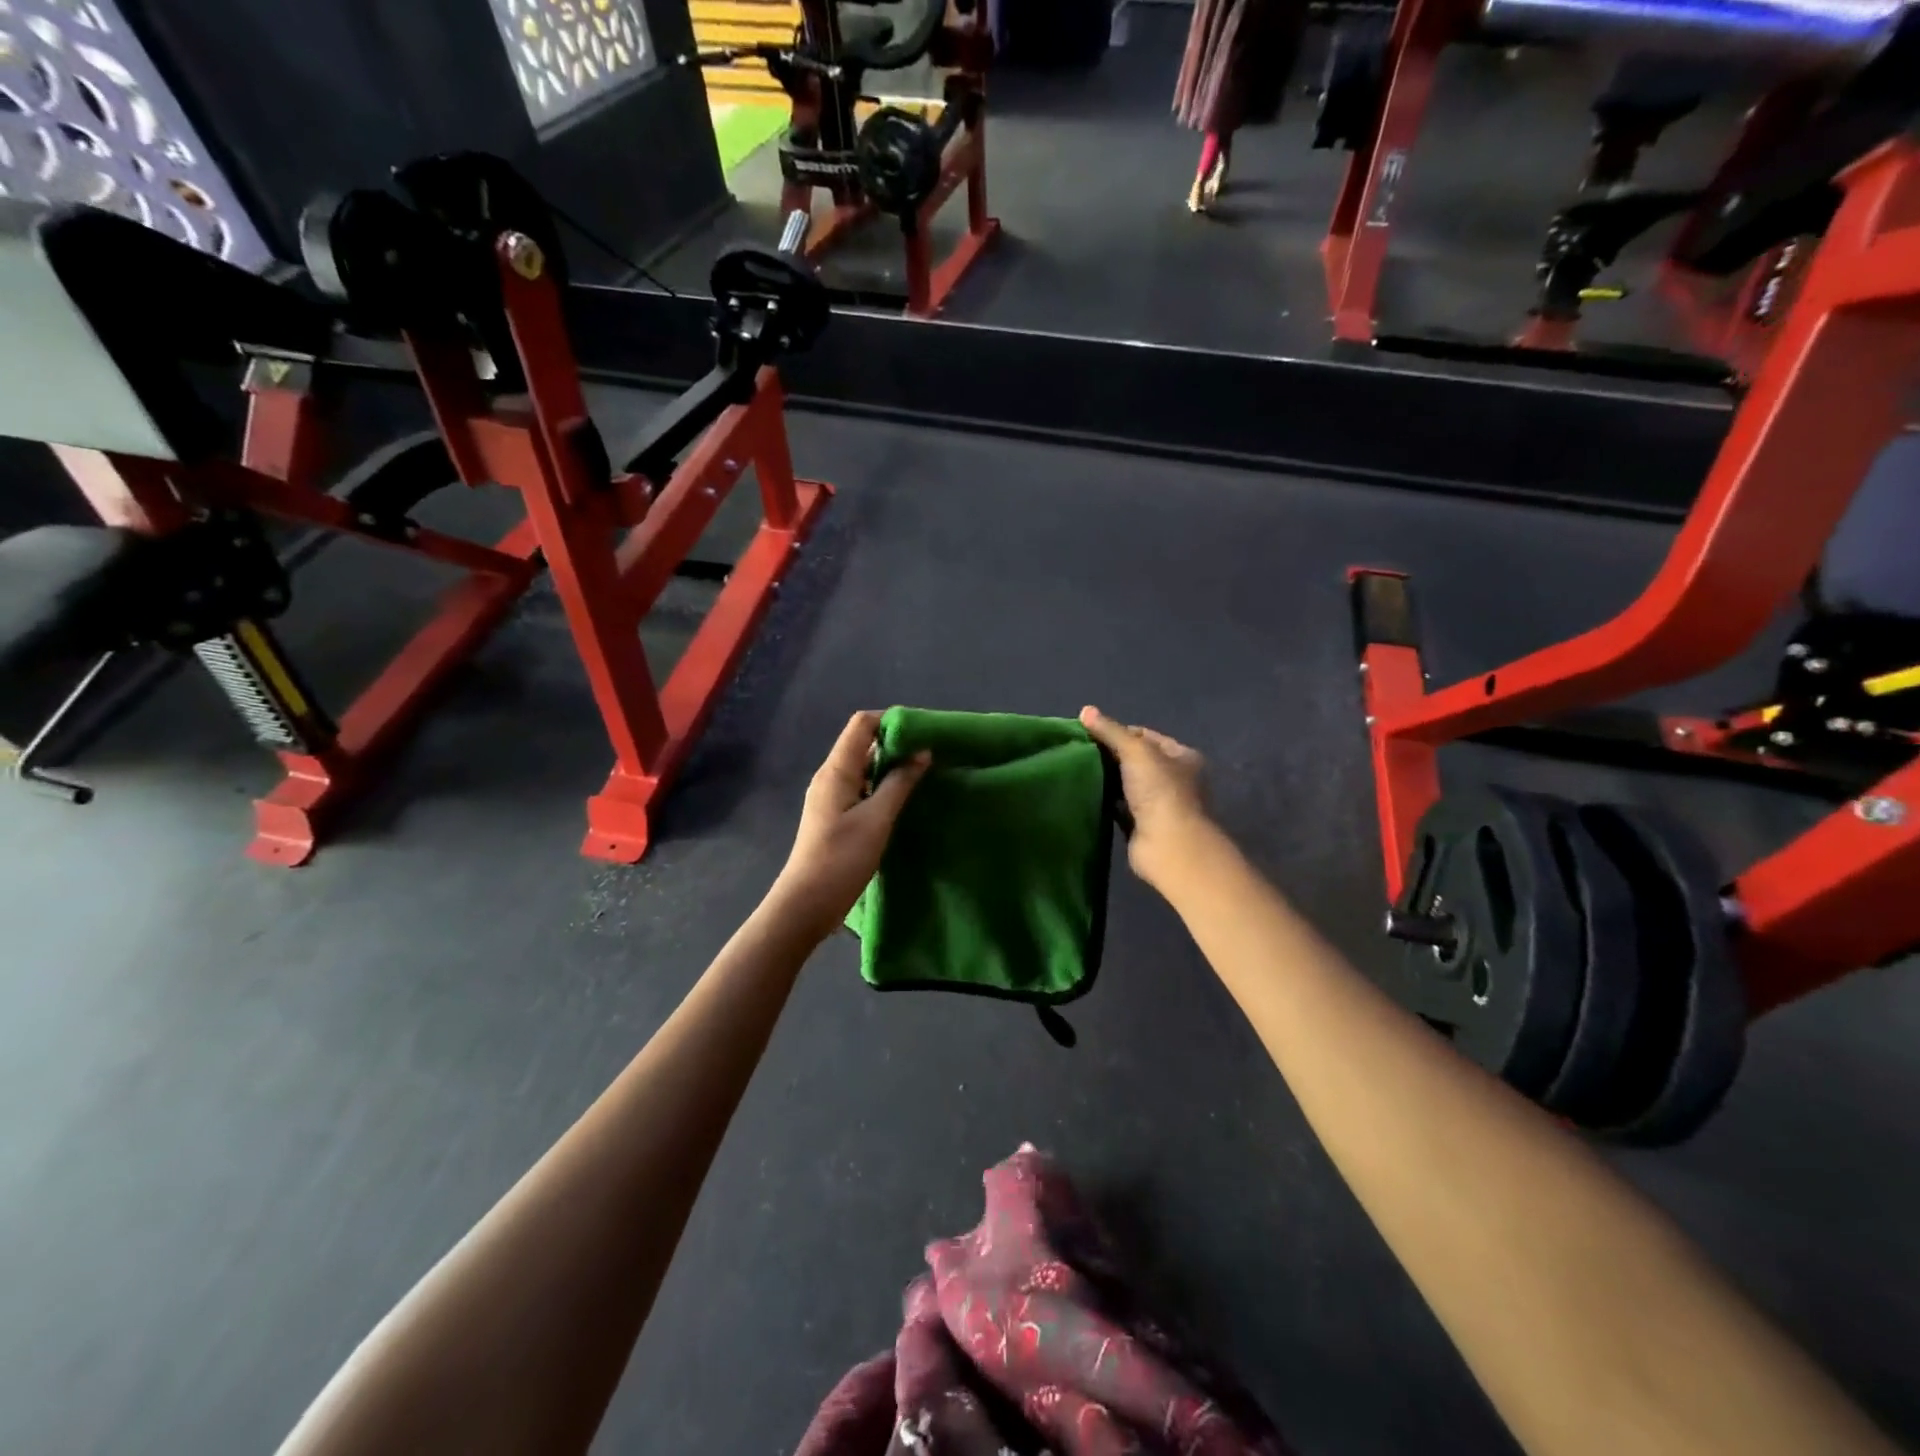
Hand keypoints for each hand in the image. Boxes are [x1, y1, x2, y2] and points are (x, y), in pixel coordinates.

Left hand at [771, 711, 930, 938]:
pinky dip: (883, 786)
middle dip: (896, 743)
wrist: (806, 905)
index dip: (890, 721)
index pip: (862, 724)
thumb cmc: (841, 859)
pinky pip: (862, 788)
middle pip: (863, 744)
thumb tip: (922, 752)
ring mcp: (831, 797)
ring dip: (891, 766)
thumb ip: (899, 783)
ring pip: (864, 768)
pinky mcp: (836, 817)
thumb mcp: (877, 819)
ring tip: (924, 773)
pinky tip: (904, 799)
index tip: (923, 731)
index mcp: (836, 770)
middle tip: (930, 753)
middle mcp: (831, 777)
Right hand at [1079, 706, 1208, 884]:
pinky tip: (1084, 793)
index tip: (1089, 733)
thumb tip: (1085, 710)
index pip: (1145, 736)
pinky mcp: (1141, 825)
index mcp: (1181, 756)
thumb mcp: (1136, 751)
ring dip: (1106, 779)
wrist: (1169, 846)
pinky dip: (1104, 801)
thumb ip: (1110, 731)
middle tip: (1078, 750)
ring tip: (1075, 769)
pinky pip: (1118, 807)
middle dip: (1109, 755)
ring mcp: (1158, 804)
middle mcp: (1173, 779)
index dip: (1118, 731)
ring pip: (1125, 784)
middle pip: (1135, 760)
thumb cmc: (1160, 791)